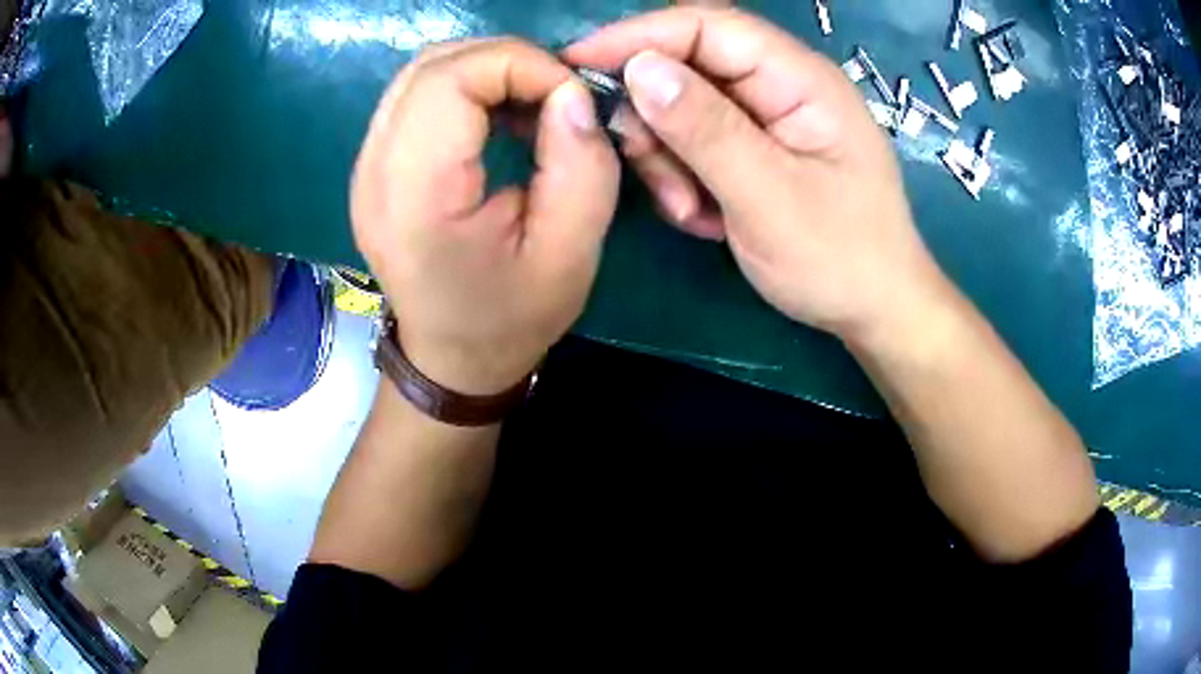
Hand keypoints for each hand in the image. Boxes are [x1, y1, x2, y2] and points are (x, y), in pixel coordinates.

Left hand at [352, 39, 619, 395]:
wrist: (451, 358)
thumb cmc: (510, 318)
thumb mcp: (571, 254)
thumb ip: (581, 167)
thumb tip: (572, 94)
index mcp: (412, 196)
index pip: (449, 79)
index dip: (519, 65)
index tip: (570, 95)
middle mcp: (373, 170)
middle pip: (432, 65)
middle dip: (505, 60)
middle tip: (555, 94)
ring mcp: (366, 165)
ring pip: (422, 72)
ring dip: (486, 70)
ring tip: (531, 103)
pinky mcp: (375, 163)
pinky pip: (417, 95)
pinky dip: (466, 86)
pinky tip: (499, 116)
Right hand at [568, 9, 947, 339]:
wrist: (875, 310)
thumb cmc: (838, 258)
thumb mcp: (769, 197)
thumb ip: (705, 128)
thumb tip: (639, 68)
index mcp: (799, 79)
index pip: (707, 26)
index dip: (638, 36)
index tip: (576, 64)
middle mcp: (782, 85)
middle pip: (689, 65)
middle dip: (655, 114)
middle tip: (648, 166)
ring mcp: (768, 117)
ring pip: (684, 107)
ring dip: (669, 156)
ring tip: (690, 209)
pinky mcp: (757, 147)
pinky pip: (697, 142)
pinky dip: (685, 176)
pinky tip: (706, 216)